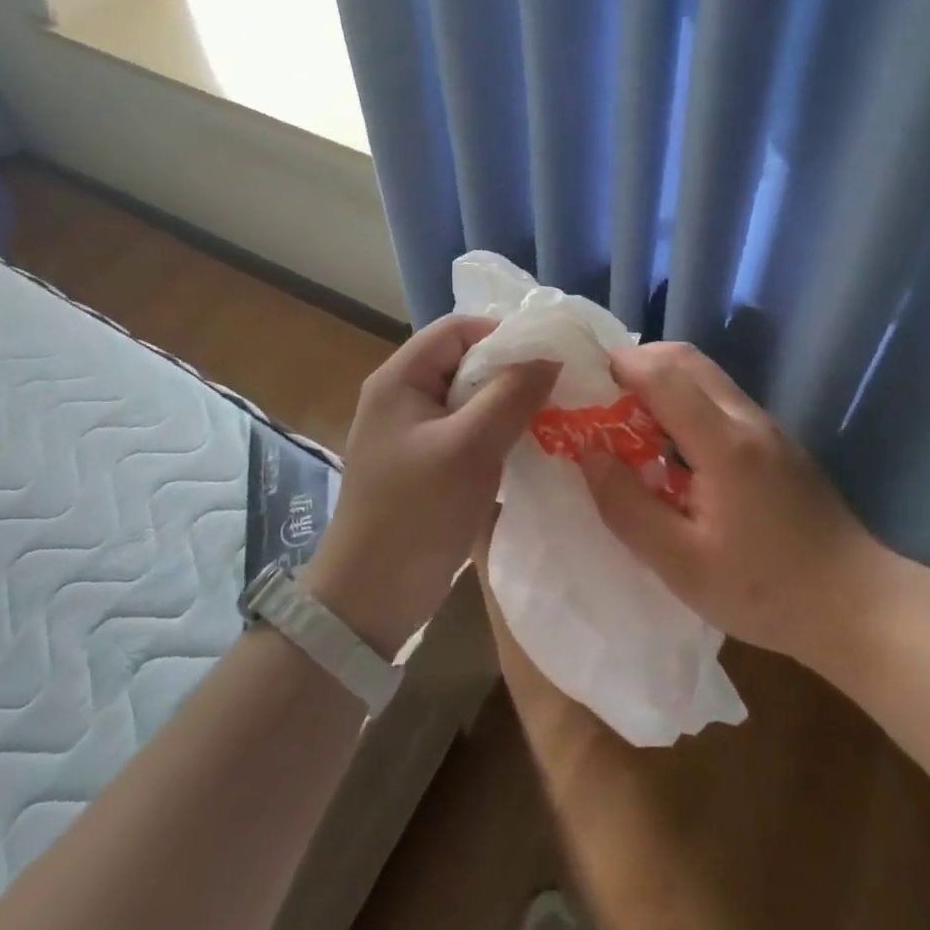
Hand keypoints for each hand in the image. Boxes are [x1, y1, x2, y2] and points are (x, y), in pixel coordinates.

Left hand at [303, 315, 557, 658]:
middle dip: (511, 370)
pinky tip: (527, 445)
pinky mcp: (425, 462)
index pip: (457, 329)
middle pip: (465, 361)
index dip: (503, 334)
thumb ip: (511, 395)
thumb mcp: (469, 447)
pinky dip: (497, 431)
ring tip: (551, 415)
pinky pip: (467, 429)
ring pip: (470, 397)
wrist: (371, 599)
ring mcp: (413, 431)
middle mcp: (403, 395)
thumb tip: (551, 357)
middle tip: (557, 388)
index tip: (548, 356)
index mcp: (400, 378)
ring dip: (508, 403)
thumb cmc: (416, 513)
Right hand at [580, 342, 889, 666]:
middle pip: (686, 359)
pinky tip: (673, 448)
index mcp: (724, 442)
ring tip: (630, 422)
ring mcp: (767, 426)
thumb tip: (588, 454)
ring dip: (663, 380)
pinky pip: (721, 398)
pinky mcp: (776, 440)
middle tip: (602, 398)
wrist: (856, 604)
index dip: (619, 367)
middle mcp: (747, 418)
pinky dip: (685, 399)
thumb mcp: (681, 565)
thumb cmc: (764, 590)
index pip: (663, 374)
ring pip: (706, 374)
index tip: (582, 382)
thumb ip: (627, 506)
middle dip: (638, 363)